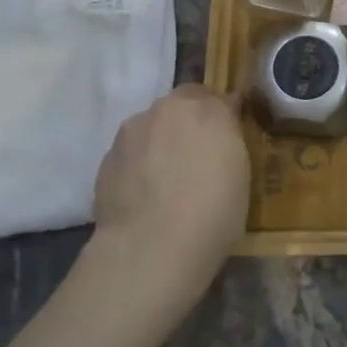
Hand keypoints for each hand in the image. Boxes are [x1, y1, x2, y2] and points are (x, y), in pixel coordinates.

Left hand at [85, 84, 248, 311]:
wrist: (150, 249)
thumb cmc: (213, 211)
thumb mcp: (241, 173)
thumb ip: (229, 142)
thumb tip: (221, 135)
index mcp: (207, 108)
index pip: (220, 97)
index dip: (225, 116)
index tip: (230, 138)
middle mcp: (166, 109)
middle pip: (181, 107)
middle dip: (190, 124)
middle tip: (199, 158)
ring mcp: (130, 133)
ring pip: (151, 128)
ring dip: (161, 143)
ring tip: (168, 181)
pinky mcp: (105, 161)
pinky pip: (130, 155)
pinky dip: (139, 167)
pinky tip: (146, 197)